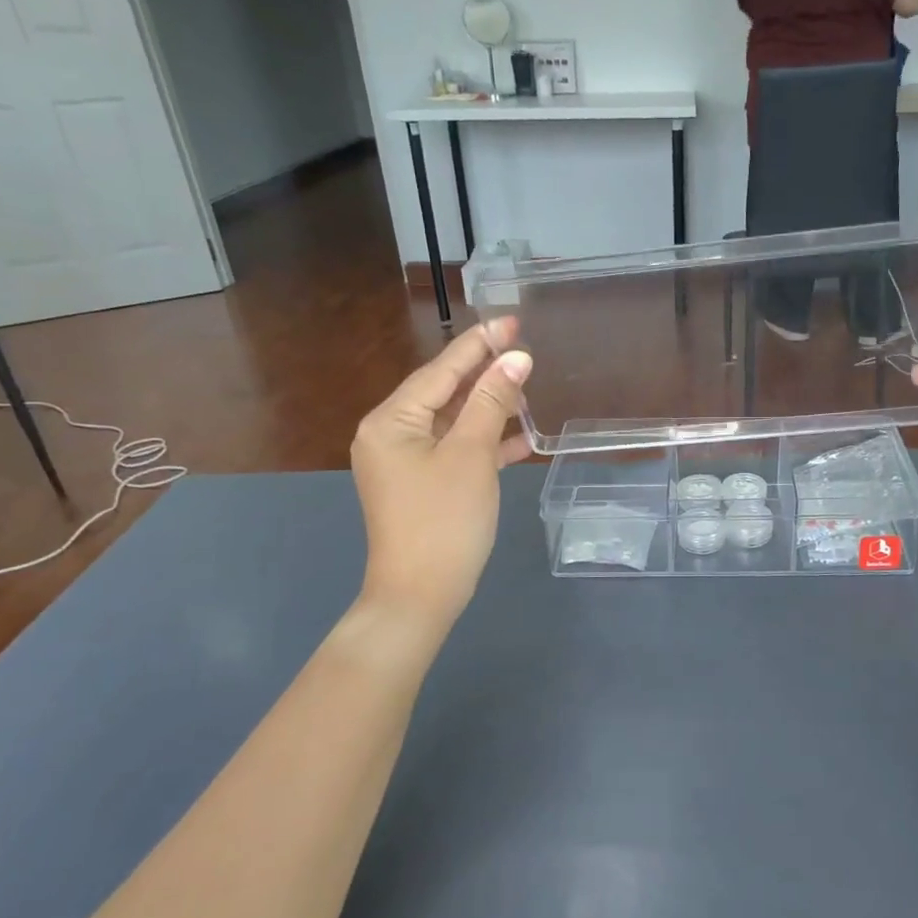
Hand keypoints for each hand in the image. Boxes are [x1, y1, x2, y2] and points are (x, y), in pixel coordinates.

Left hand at [352, 322, 531, 629]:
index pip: (440, 370)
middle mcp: (390, 435)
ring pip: (452, 423)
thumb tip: (516, 358)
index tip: (511, 321)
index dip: (479, 345)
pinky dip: (484, 444)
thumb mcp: (471, 455)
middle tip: (525, 353)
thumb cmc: (444, 520)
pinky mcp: (421, 486)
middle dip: (485, 376)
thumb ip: (491, 402)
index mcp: (391, 421)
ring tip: (527, 394)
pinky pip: (454, 451)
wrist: (420, 596)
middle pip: (444, 393)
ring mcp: (404, 463)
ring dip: (489, 410)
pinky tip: (519, 440)